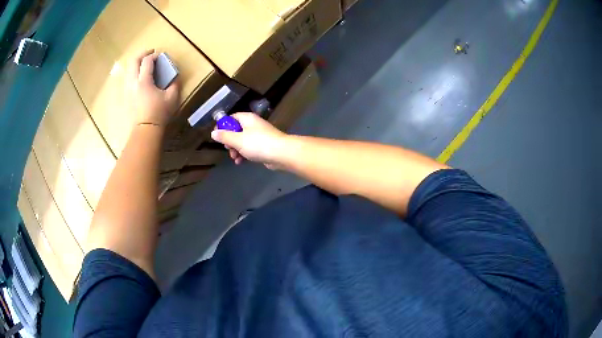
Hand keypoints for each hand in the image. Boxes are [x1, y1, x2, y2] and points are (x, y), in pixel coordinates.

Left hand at [129, 50, 179, 127]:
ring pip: (128, 69)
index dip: (154, 55)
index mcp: (144, 81)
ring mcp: (127, 89)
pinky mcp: (125, 95)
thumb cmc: (159, 113)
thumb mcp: (172, 98)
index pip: (147, 61)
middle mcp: (133, 82)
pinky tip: (139, 77)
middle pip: (133, 61)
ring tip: (144, 64)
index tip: (160, 56)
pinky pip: (127, 78)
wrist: (145, 130)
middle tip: (150, 53)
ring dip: (136, 63)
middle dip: (142, 54)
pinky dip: (133, 72)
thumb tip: (175, 76)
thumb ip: (174, 83)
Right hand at [210, 112, 287, 168]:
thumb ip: (225, 136)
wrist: (281, 153)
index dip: (223, 126)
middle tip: (228, 149)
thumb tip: (213, 133)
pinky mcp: (263, 146)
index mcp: (247, 119)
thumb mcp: (238, 140)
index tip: (217, 136)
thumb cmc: (258, 144)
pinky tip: (240, 162)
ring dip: (236, 150)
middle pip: (236, 130)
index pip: (232, 118)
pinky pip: (250, 148)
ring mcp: (259, 135)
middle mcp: (253, 125)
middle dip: (230, 141)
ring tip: (235, 158)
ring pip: (242, 141)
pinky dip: (244, 154)